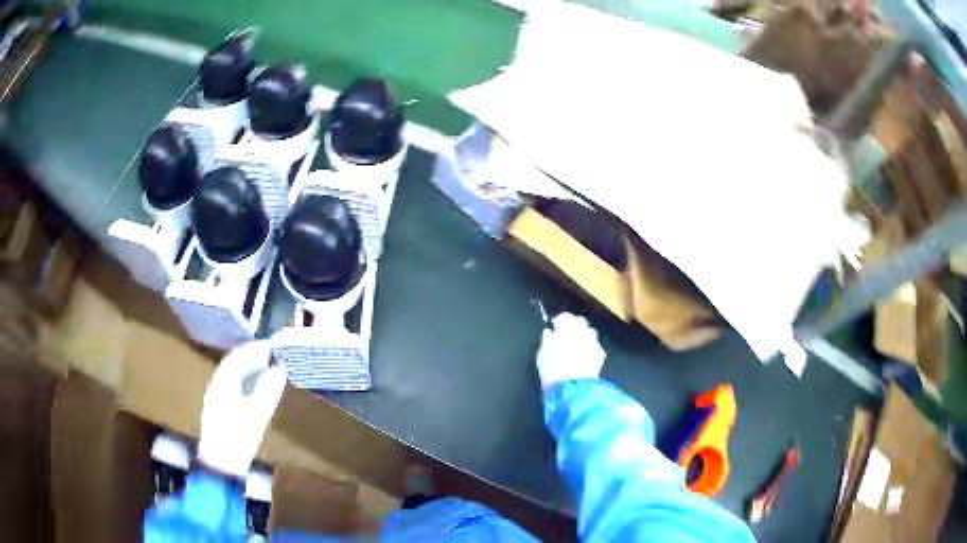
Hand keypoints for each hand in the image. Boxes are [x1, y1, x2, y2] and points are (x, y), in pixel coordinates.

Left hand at [197, 341, 287, 476]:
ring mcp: (216, 398)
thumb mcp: (256, 414)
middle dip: (251, 358)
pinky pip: (231, 387)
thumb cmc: (238, 437)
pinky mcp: (219, 411)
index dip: (253, 349)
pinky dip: (244, 382)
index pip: (237, 357)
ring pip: (232, 376)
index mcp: (223, 382)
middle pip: (233, 364)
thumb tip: (279, 369)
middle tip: (271, 356)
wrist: (220, 465)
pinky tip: (254, 389)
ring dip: (248, 370)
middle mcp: (216, 385)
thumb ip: (267, 390)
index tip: (271, 345)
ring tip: (266, 369)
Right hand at [536, 312, 605, 388]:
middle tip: (566, 334)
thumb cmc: (552, 369)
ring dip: (584, 335)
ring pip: (590, 332)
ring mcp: (593, 342)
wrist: (572, 386)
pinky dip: (591, 348)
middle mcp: (582, 331)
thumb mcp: (542, 353)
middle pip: (580, 321)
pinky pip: (596, 346)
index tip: (554, 327)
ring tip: (577, 344)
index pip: (565, 316)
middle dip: (574, 325)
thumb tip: (550, 332)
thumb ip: (547, 339)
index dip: (559, 321)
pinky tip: (586, 356)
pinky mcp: (600, 354)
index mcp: (566, 328)